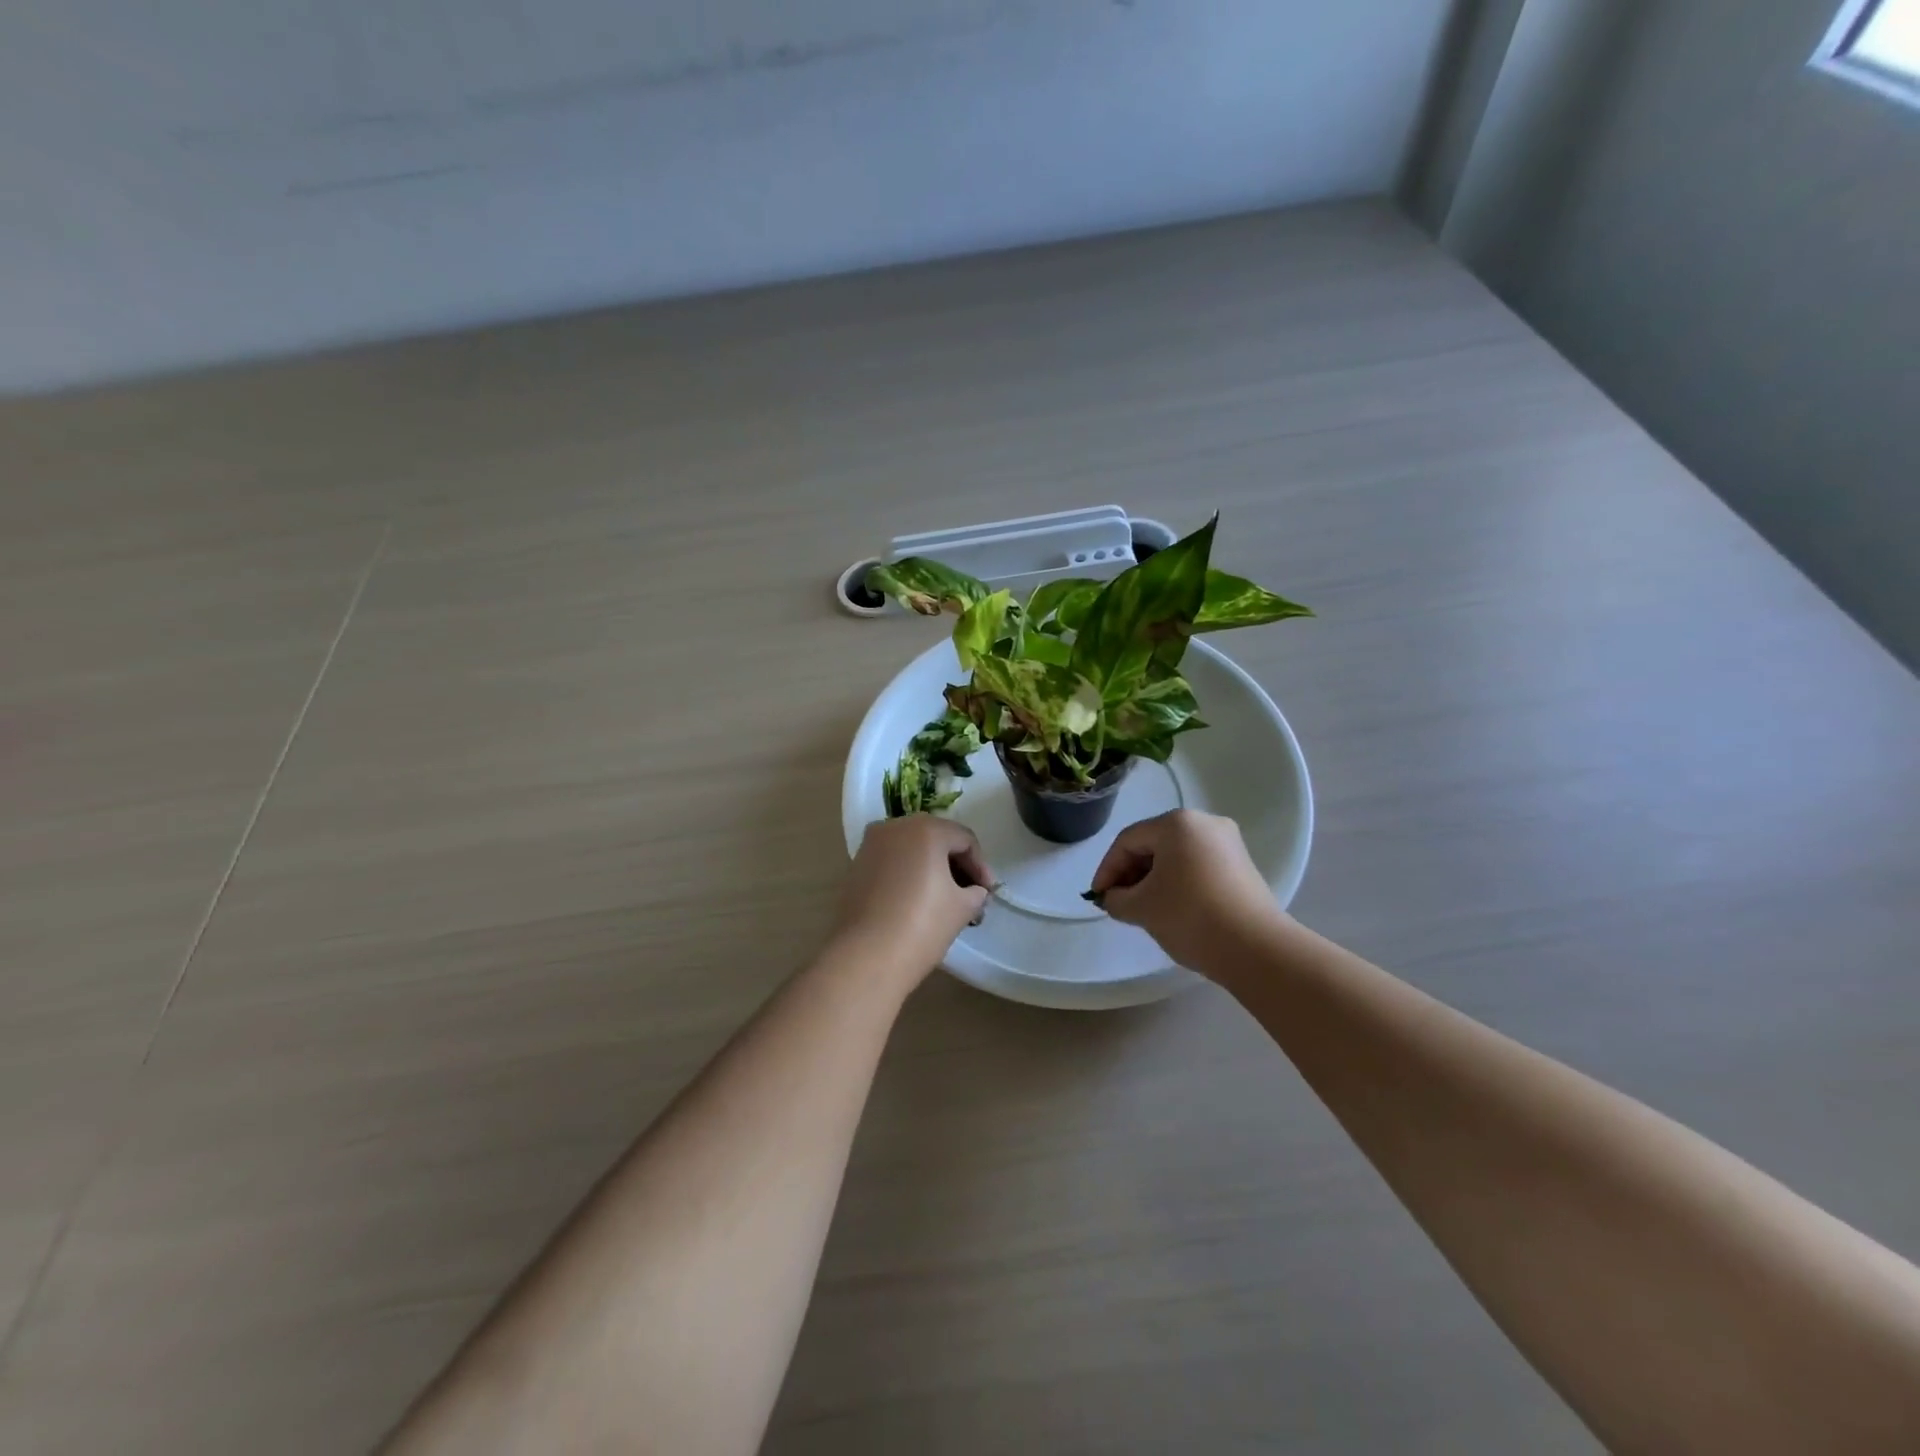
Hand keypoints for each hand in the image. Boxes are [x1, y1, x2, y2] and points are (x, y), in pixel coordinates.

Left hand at [832, 816, 995, 985]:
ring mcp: (870, 846)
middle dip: (956, 866)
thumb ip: (976, 892)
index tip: (988, 893)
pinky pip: (892, 862)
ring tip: (946, 900)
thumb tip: (975, 891)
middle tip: (971, 894)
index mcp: (925, 829)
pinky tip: (917, 901)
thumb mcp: (962, 908)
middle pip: (936, 839)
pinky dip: (908, 875)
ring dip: (932, 869)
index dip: (981, 866)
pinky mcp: (855, 867)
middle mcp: (894, 827)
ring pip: (911, 850)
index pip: (964, 840)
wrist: (865, 957)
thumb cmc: (922, 925)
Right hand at [1088, 809, 1281, 974]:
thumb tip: (1114, 897)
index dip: (1107, 869)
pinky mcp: (1242, 866)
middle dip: (1131, 873)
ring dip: (1153, 879)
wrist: (1256, 949)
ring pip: (1176, 856)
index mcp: (1177, 823)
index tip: (1098, 897)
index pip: (1128, 840)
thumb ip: (1116, 899)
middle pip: (1153, 844)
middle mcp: (1205, 823)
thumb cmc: (1190, 917)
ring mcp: (1228, 843)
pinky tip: (1172, 908)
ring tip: (1143, 908)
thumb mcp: (1141, 908)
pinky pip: (1198, 866)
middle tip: (1118, 902)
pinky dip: (1178, 882)